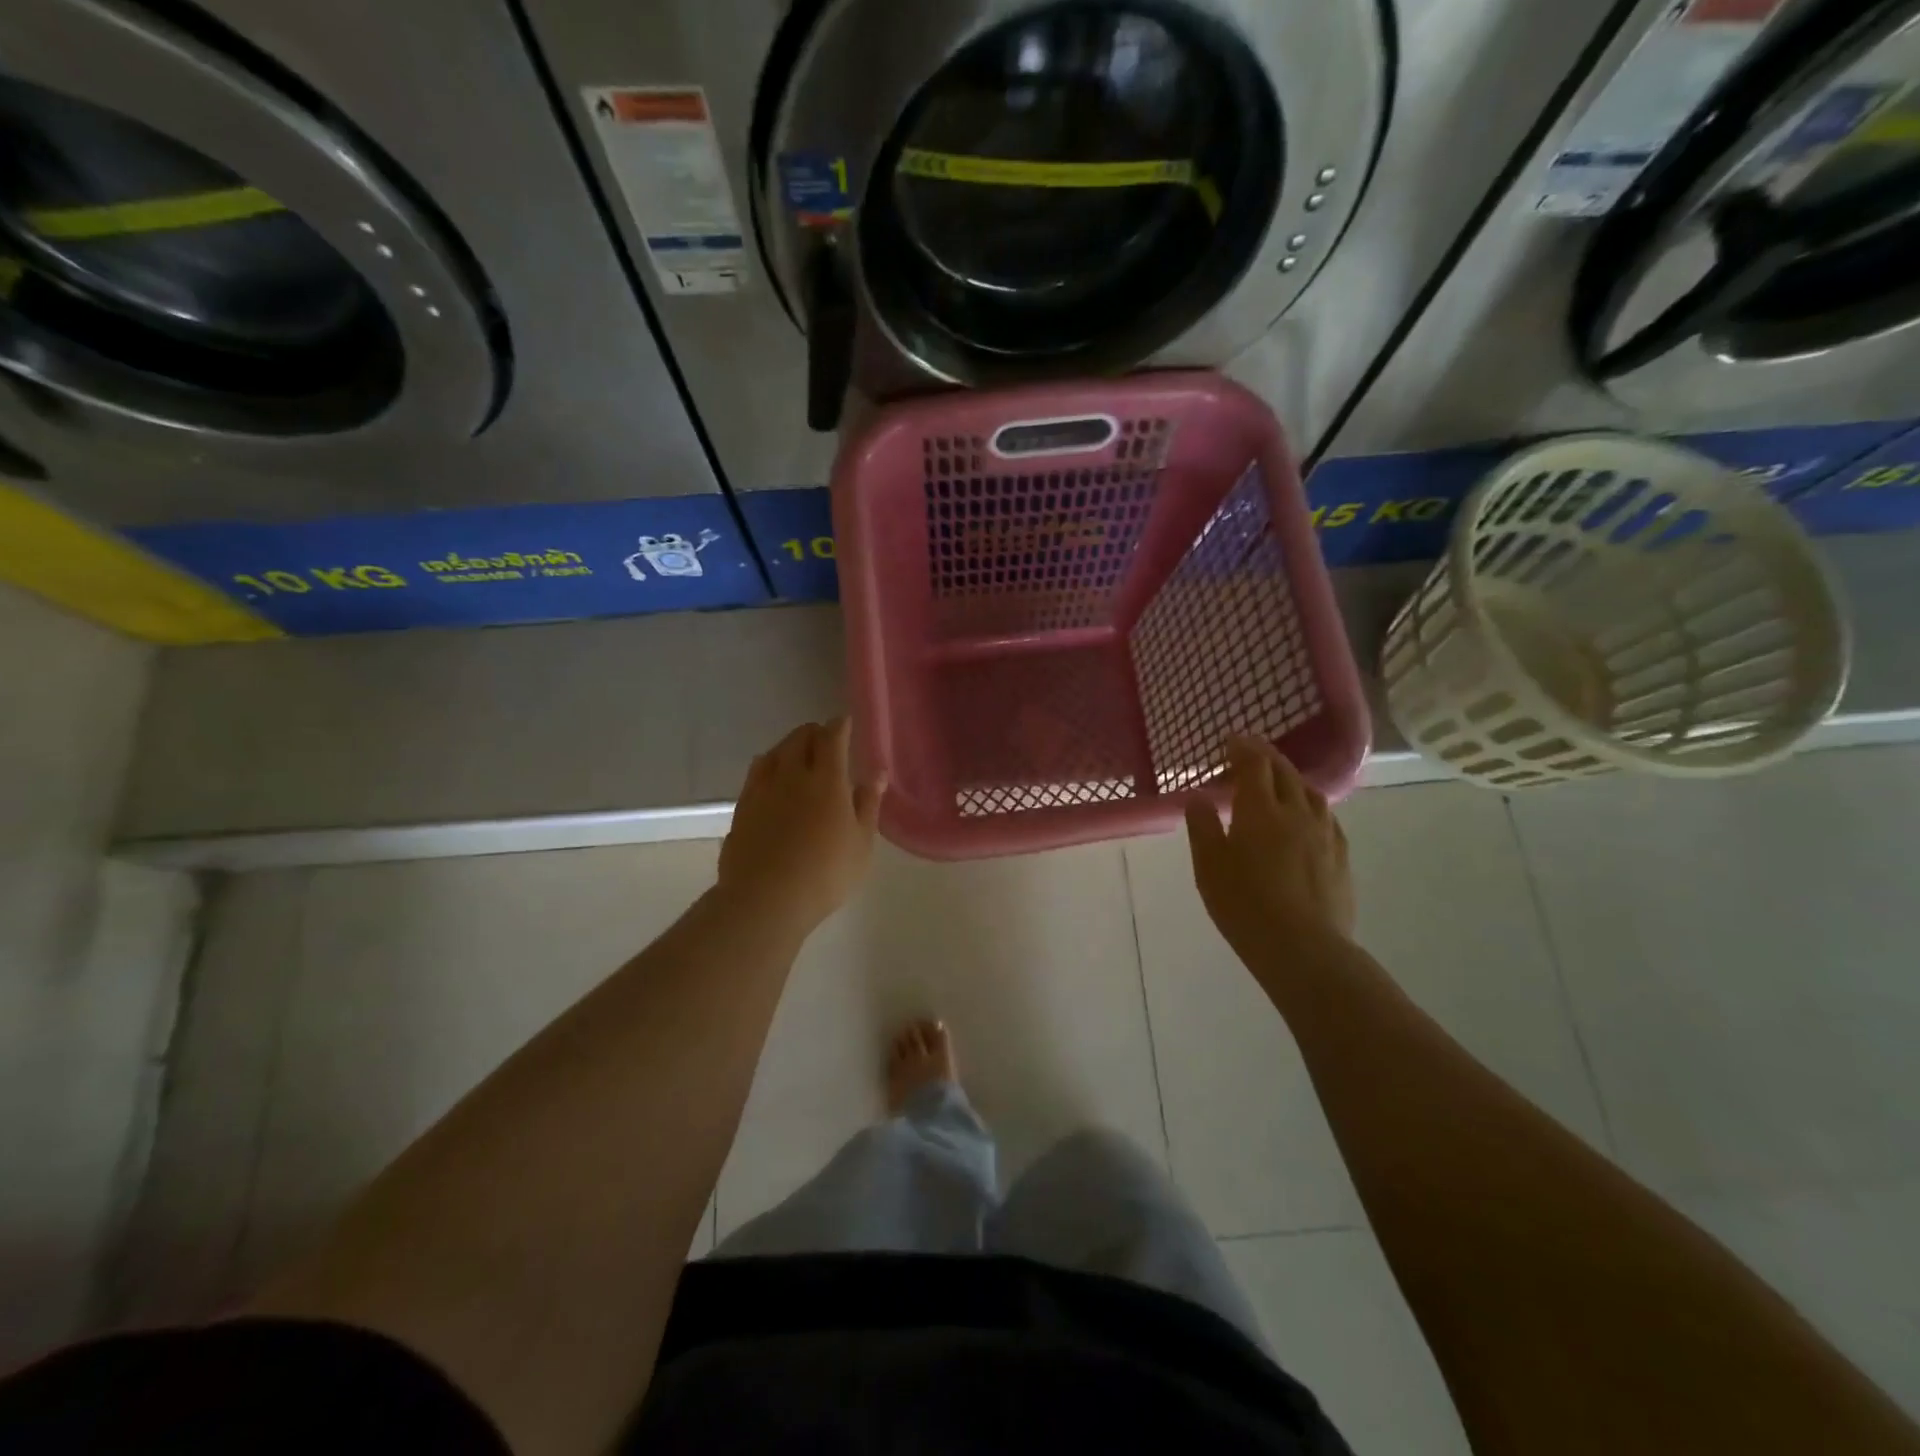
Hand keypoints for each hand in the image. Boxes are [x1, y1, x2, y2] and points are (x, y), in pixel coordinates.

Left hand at [720, 718, 884, 930]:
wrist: (765, 899)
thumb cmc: (826, 873)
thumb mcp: (861, 843)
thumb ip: (868, 804)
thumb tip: (877, 773)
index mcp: (827, 780)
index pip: (833, 738)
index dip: (840, 726)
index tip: (846, 722)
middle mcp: (792, 775)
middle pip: (800, 738)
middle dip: (814, 732)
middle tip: (825, 738)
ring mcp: (762, 789)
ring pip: (775, 752)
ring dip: (789, 745)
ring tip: (798, 753)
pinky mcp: (742, 806)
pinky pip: (756, 772)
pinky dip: (768, 764)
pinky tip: (771, 775)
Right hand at [1185, 735, 1354, 966]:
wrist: (1303, 948)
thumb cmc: (1244, 905)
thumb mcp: (1209, 866)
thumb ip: (1202, 827)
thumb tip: (1198, 797)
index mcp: (1259, 810)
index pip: (1254, 764)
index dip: (1242, 748)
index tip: (1230, 741)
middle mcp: (1296, 812)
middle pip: (1284, 772)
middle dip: (1266, 756)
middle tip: (1250, 753)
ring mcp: (1323, 833)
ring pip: (1310, 791)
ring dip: (1291, 778)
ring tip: (1279, 781)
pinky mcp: (1340, 856)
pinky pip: (1326, 817)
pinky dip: (1310, 805)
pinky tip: (1307, 817)